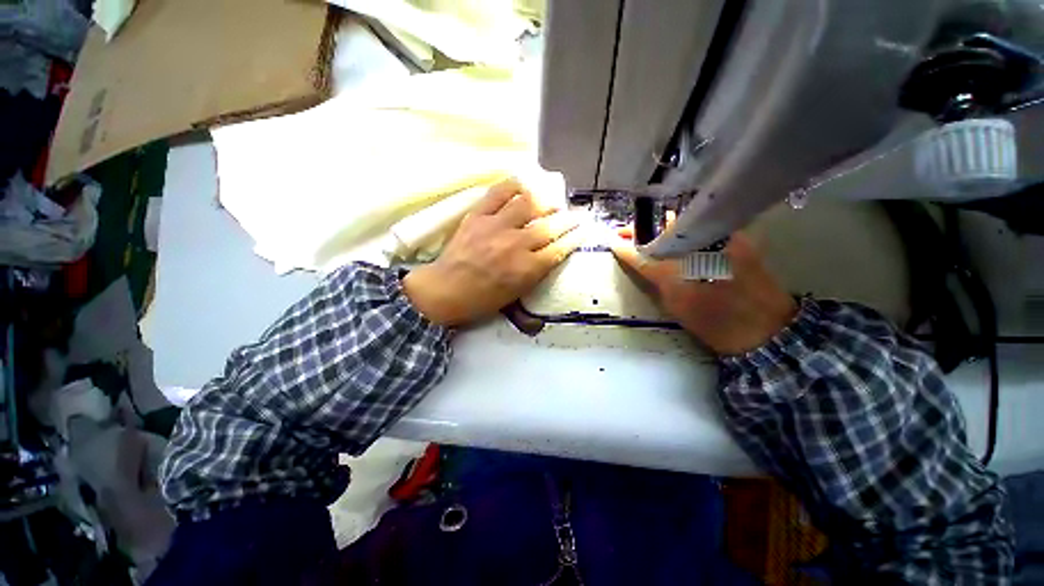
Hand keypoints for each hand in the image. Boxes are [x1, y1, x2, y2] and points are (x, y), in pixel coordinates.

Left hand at [403, 179, 579, 326]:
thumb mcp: (516, 296)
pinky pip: (499, 192)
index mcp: (526, 269)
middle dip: (569, 219)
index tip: (585, 229)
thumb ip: (537, 276)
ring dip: (545, 201)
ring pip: (529, 203)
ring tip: (551, 202)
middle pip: (550, 225)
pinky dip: (515, 185)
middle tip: (576, 215)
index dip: (576, 237)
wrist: (445, 290)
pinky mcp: (478, 215)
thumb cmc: (482, 300)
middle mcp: (516, 244)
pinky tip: (524, 185)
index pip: (560, 248)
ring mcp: (496, 226)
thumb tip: (552, 258)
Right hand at [612, 234, 797, 355]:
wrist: (765, 330)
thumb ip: (654, 279)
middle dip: (641, 228)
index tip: (612, 241)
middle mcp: (701, 248)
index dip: (626, 246)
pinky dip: (682, 226)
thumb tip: (637, 261)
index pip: (645, 253)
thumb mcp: (675, 305)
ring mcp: (723, 238)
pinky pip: (701, 224)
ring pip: (683, 221)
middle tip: (626, 232)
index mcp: (681, 273)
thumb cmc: (713, 324)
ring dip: (659, 225)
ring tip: (646, 232)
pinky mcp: (738, 237)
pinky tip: (673, 234)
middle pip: (664, 227)